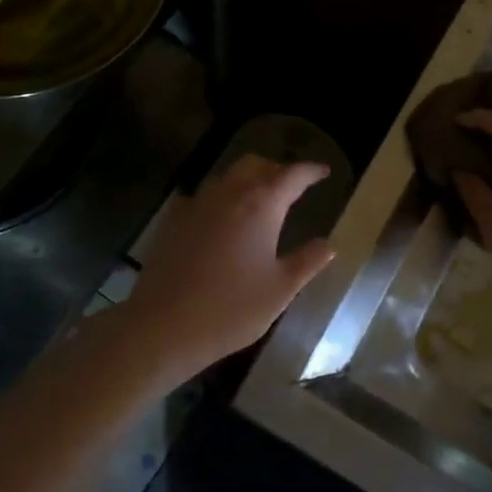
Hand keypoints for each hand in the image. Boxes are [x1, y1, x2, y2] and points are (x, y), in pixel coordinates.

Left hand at [117, 155, 336, 383]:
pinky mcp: (174, 220)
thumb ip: (307, 262)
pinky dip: (222, 198)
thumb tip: (328, 245)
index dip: (311, 171)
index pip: (292, 175)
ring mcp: (197, 204)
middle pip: (256, 165)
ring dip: (248, 180)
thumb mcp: (280, 290)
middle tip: (292, 185)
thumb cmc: (231, 309)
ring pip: (227, 177)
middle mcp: (228, 194)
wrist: (163, 326)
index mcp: (261, 205)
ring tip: (261, 200)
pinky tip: (223, 219)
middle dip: (277, 169)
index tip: (324, 172)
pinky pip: (204, 196)